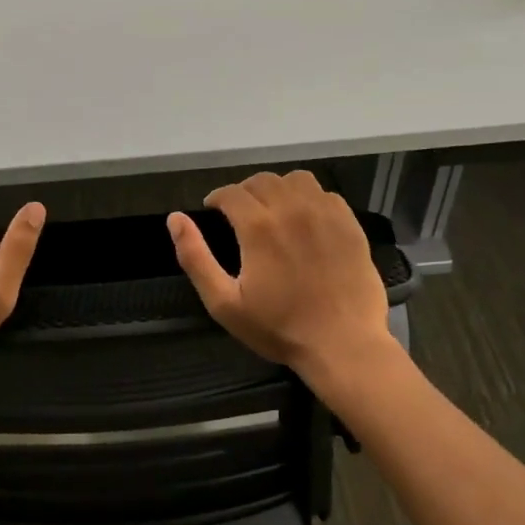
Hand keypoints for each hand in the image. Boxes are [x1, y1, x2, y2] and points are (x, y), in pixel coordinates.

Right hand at [168, 171, 393, 384]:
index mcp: (258, 227)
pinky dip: (310, 199)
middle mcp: (292, 209)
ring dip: (278, 189)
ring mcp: (325, 214)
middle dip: (244, 192)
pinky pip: (325, 194)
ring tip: (274, 210)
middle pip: (262, 181)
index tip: (213, 210)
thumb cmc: (278, 328)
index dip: (217, 198)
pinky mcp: (349, 224)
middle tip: (240, 214)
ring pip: (296, 180)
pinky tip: (306, 220)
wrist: (342, 344)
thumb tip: (175, 218)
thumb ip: (195, 257)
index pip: (231, 192)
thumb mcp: (223, 302)